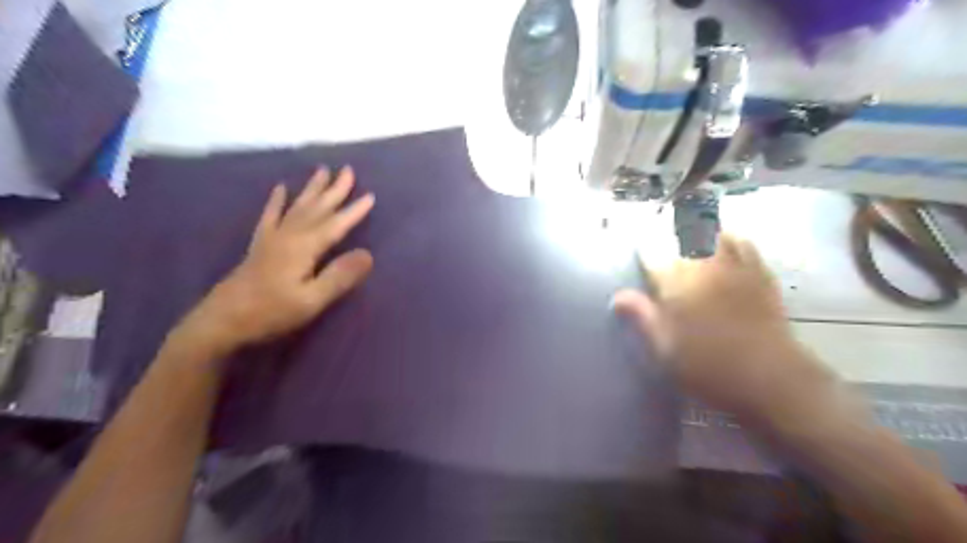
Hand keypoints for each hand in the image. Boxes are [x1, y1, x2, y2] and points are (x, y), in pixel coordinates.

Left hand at [178, 166, 374, 351]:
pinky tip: (280, 188)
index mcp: (304, 247)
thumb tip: (368, 254)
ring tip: (322, 170)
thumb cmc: (271, 312)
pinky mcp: (260, 245)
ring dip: (312, 189)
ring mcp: (272, 238)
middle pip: (317, 208)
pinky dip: (276, 201)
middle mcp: (289, 236)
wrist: (222, 321)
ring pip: (297, 206)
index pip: (335, 225)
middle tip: (348, 170)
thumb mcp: (311, 300)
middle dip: (335, 189)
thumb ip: (339, 276)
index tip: (371, 195)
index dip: (354, 211)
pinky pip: (270, 216)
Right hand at [615, 234, 834, 418]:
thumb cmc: (708, 366)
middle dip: (669, 231)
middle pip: (683, 235)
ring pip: (714, 234)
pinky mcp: (760, 276)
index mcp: (678, 284)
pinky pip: (744, 245)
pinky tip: (726, 239)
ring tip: (689, 229)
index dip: (642, 250)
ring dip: (699, 229)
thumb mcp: (665, 348)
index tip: (637, 252)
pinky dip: (731, 237)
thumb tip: (617, 296)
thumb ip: (642, 317)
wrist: (769, 378)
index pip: (653, 255)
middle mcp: (705, 267)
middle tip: (660, 232)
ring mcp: (735, 268)